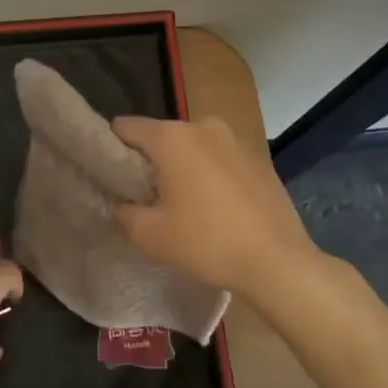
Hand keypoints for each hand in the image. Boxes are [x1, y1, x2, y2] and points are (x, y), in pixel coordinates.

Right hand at [111, 116, 318, 295]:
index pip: (126, 127)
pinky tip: (214, 208)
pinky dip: (209, 175)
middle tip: (144, 197)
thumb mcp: (150, 235)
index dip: (111, 148)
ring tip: (181, 205)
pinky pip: (218, 159)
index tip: (109, 175)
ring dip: (181, 168)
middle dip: (149, 161)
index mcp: (172, 137)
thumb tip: (120, 204)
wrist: (277, 261)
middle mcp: (203, 126)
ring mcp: (234, 140)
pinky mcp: (257, 158)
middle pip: (161, 136)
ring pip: (192, 148)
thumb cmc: (207, 243)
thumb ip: (124, 213)